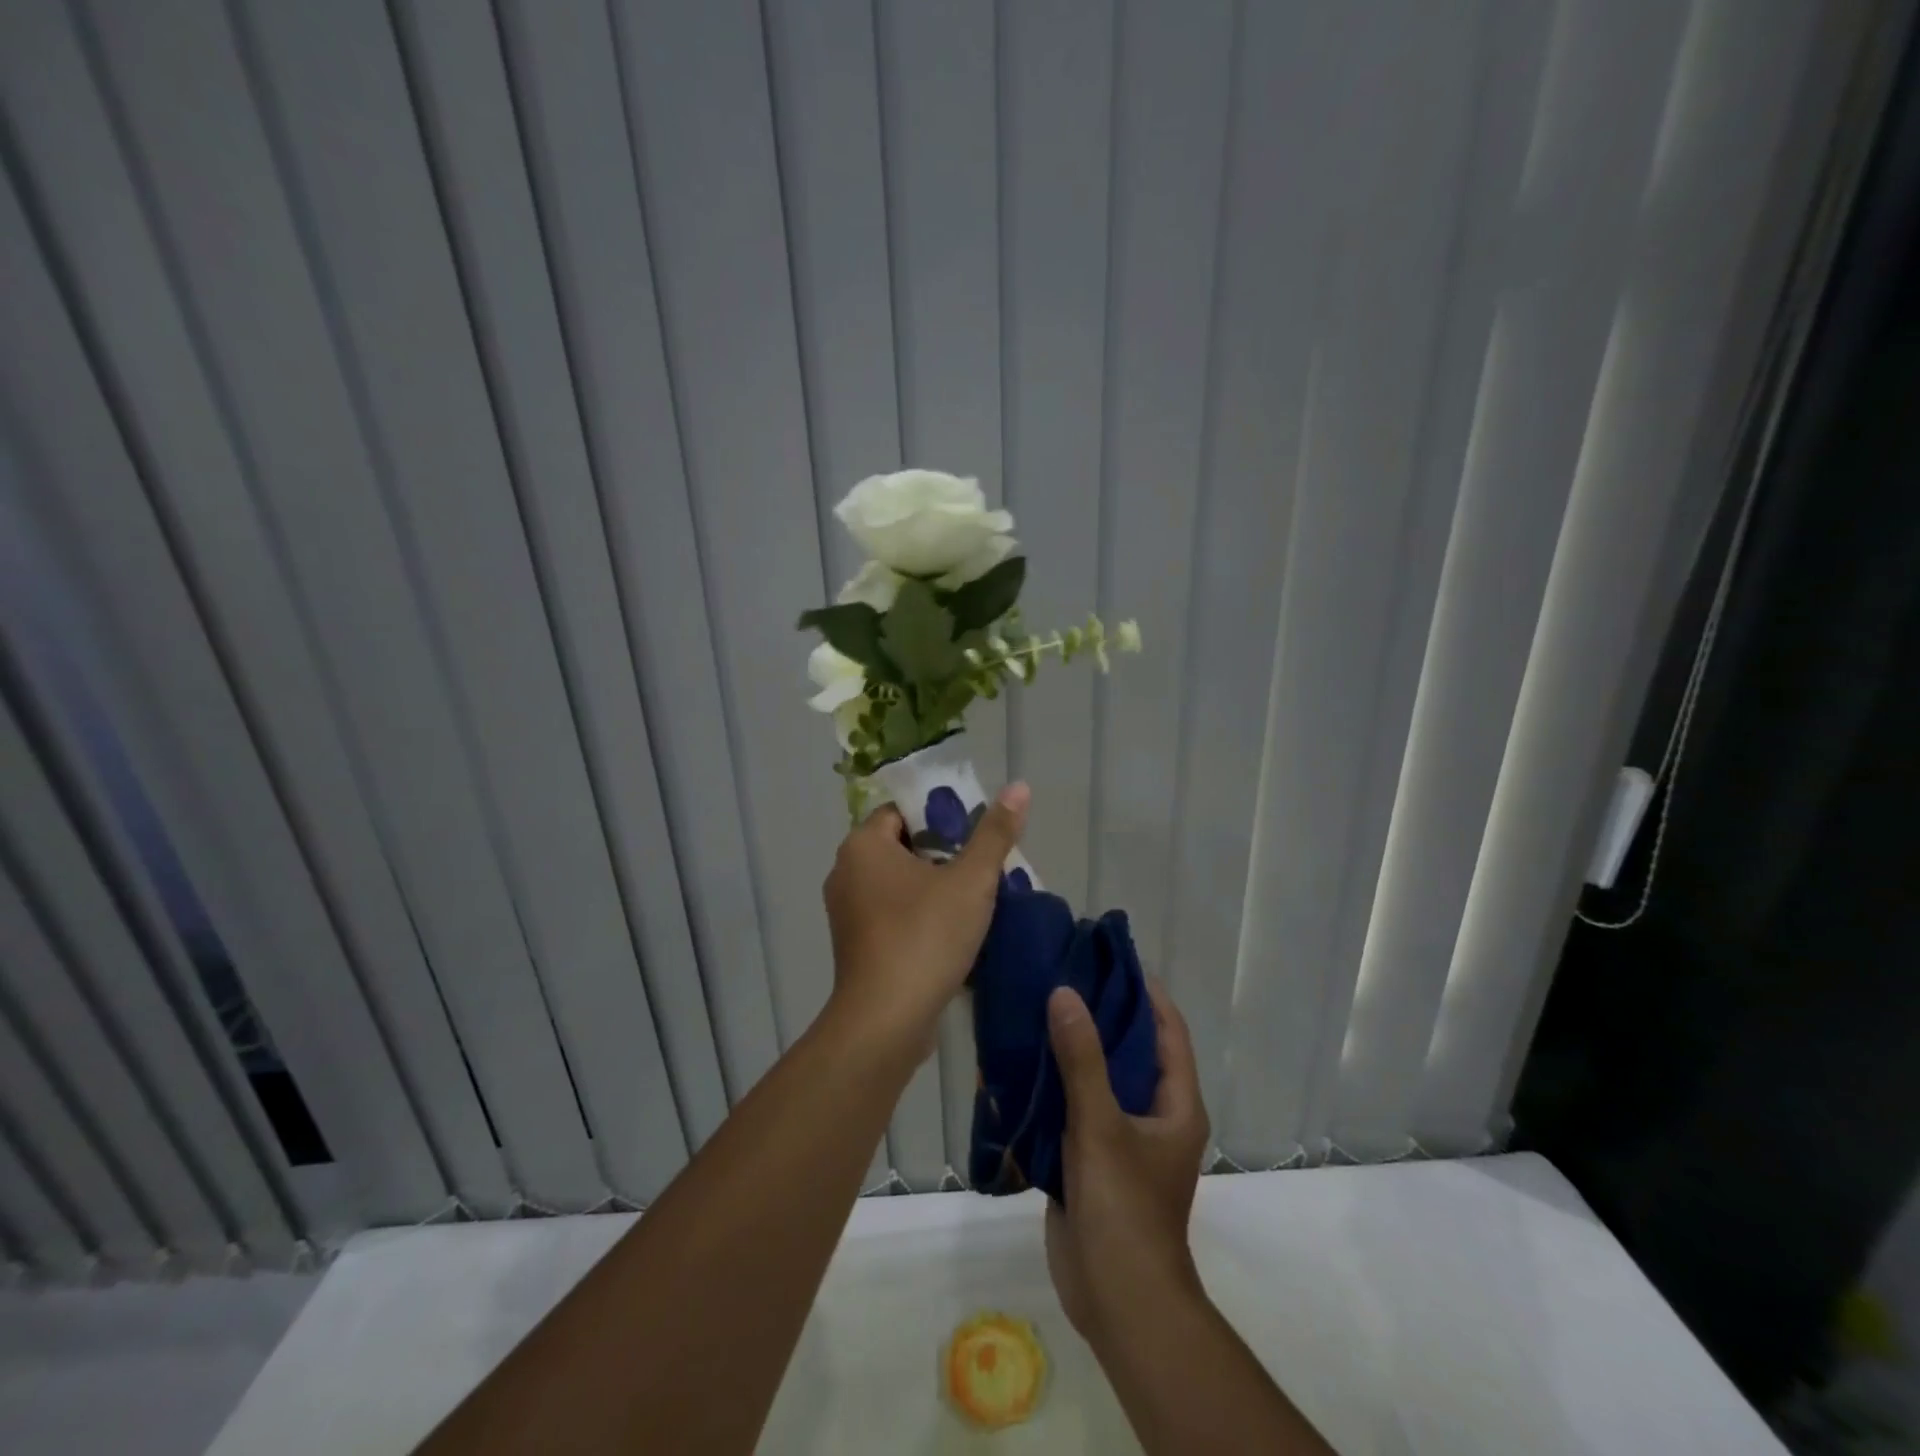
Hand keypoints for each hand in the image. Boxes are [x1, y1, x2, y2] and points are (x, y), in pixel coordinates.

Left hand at [821, 783, 1029, 1063]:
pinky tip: (953, 930)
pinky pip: (892, 913)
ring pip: (898, 883)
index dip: (942, 816)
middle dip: (944, 853)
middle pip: (902, 846)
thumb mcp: (971, 881)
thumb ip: (995, 833)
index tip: (976, 834)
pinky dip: (919, 914)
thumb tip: (1019, 787)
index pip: (903, 811)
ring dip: (934, 886)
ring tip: (976, 897)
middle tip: (984, 866)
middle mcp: (846, 871)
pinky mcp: (856, 944)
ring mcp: (846, 911)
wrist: (886, 1021)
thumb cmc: (925, 937)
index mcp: (863, 845)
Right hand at [1045, 979, 1209, 1345]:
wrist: (1116, 1299)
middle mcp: (1153, 1113)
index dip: (1144, 991)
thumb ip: (1082, 1059)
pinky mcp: (1091, 1157)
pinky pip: (1073, 1107)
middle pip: (1129, 1049)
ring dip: (1072, 1047)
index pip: (1167, 1030)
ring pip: (1098, 1078)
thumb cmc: (1125, 1208)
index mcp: (1175, 1103)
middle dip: (1100, 1014)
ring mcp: (1121, 1136)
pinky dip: (1054, 1082)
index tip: (1109, 957)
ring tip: (1037, 1006)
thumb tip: (1065, 993)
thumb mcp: (1102, 1126)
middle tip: (1062, 974)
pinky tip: (1022, 1060)